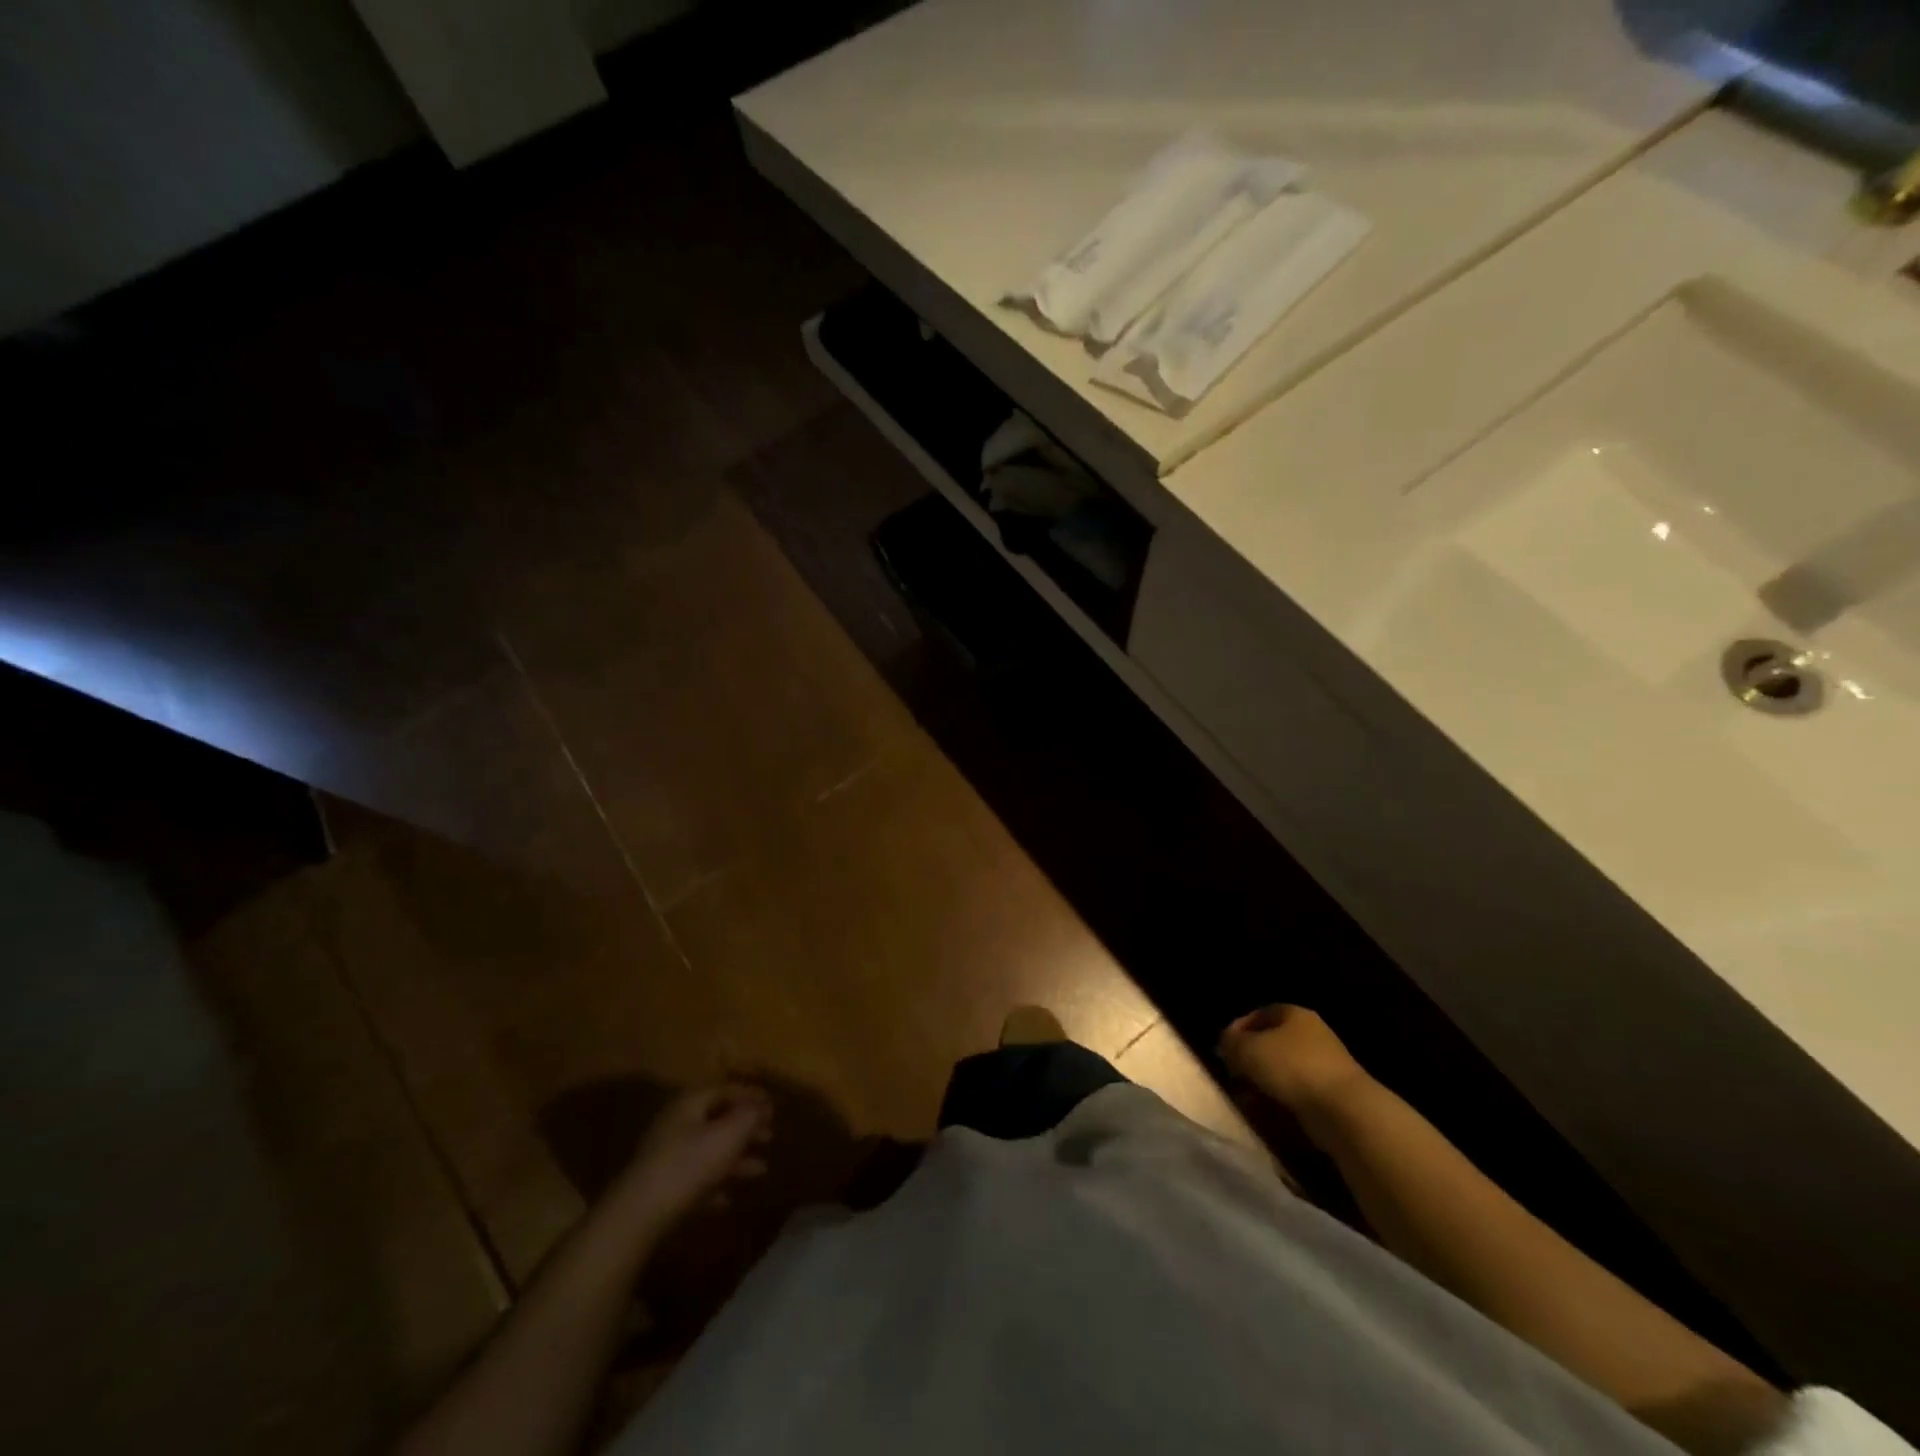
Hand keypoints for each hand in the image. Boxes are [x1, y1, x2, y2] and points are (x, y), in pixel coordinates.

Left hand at [613, 1084, 772, 1229]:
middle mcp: (677, 1125)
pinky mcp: (662, 1189)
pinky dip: (715, 1185)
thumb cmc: (689, 1165)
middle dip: (746, 1128)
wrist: (637, 1217)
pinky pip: (696, 1180)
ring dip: (736, 1159)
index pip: (725, 1089)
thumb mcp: (728, 1135)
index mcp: (690, 1104)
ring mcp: (667, 1158)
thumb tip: (762, 1105)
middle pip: (718, 1119)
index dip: (751, 1095)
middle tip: (770, 1136)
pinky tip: (729, 1199)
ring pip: (709, 1151)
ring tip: (762, 1170)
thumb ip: (749, 1116)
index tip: (773, 1106)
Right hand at [1219, 1005, 1372, 1118]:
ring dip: (1263, 1082)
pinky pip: (1297, 1091)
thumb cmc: (1291, 1067)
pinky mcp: (1331, 1092)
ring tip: (1247, 1098)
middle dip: (1249, 1059)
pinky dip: (1281, 1099)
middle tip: (1233, 1075)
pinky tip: (1268, 1111)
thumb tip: (1226, 1044)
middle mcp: (1311, 1033)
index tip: (1222, 1050)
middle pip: (1270, 1042)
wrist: (1344, 1110)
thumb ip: (1230, 1042)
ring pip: (1282, 1069)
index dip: (1237, 1030)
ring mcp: (1324, 1064)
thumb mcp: (1247, 1049)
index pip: (1258, 1014)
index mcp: (1293, 1013)